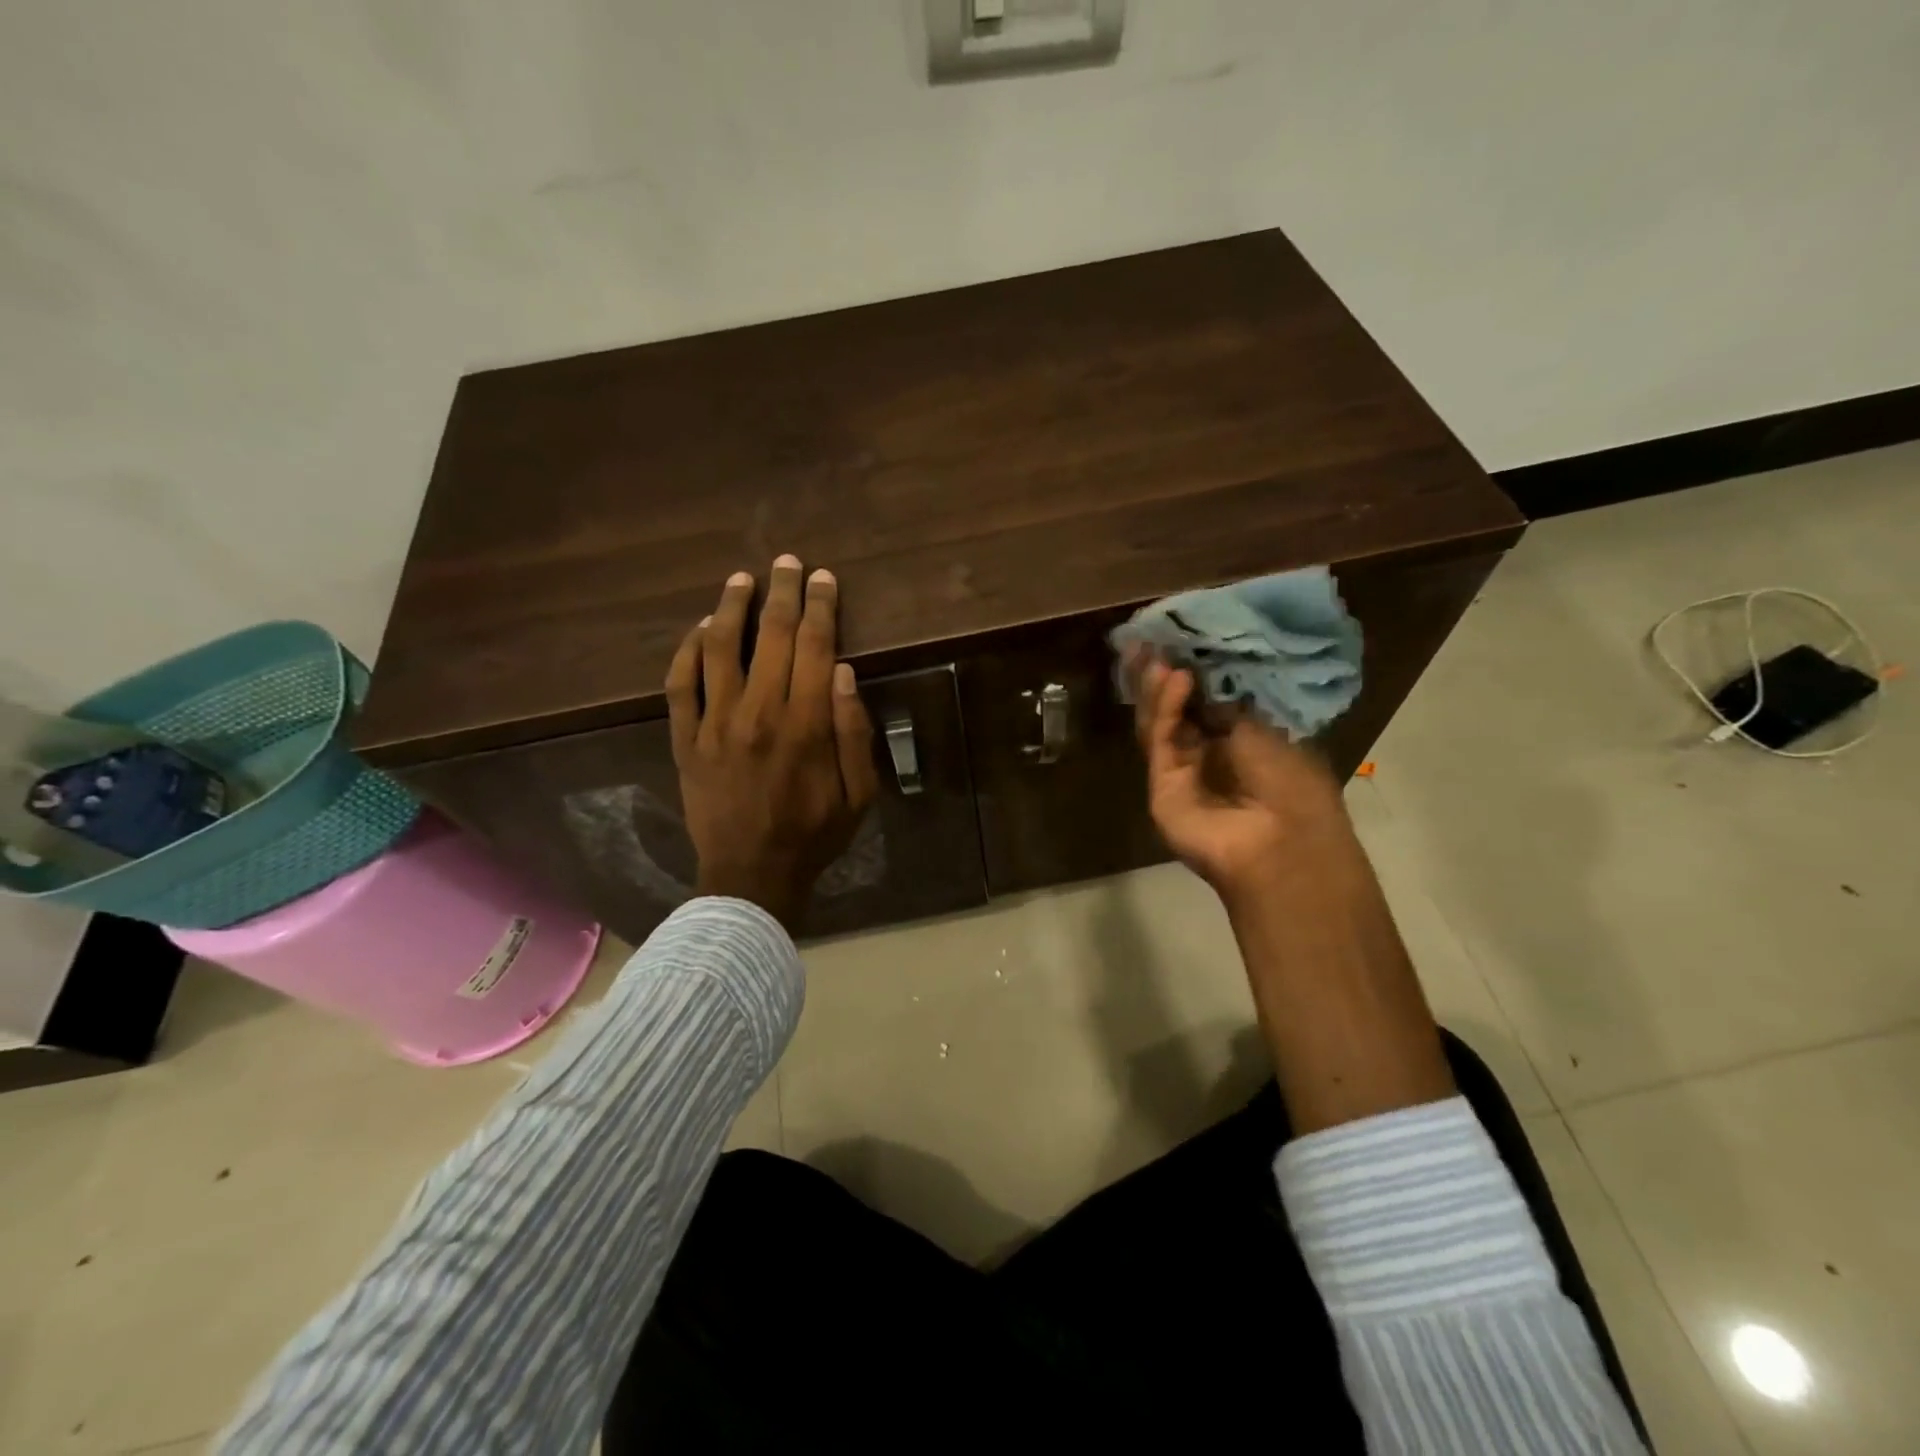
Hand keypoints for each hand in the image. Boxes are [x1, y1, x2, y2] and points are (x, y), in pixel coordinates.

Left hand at [665, 557, 879, 930]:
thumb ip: (854, 732)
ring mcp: (714, 723)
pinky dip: (687, 649)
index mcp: (805, 724)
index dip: (821, 606)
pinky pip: (680, 683)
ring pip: (720, 647)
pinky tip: (699, 629)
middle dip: (783, 592)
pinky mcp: (685, 739)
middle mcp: (758, 712)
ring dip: (732, 607)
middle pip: (772, 636)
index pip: (816, 647)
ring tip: (742, 580)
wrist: (750, 875)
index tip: (824, 578)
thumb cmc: (814, 835)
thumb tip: (843, 672)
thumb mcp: (860, 794)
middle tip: (787, 563)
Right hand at [1131, 656, 1348, 909]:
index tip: (1180, 639)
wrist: (1285, 844)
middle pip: (1174, 711)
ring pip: (1159, 725)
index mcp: (1237, 742)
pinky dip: (1164, 711)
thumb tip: (1195, 676)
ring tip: (1160, 655)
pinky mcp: (1161, 788)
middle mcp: (1205, 756)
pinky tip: (1175, 681)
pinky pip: (1159, 744)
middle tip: (1152, 640)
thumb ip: (1224, 703)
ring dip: (1159, 690)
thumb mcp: (1265, 729)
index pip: (1202, 701)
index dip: (1190, 671)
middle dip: (1162, 676)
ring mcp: (1180, 773)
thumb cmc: (1292, 784)